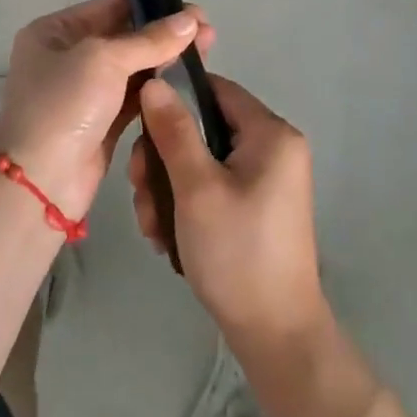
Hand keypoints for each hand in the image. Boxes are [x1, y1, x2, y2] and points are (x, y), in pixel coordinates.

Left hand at [0, 0, 214, 219]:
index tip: (193, 10)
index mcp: (55, 31)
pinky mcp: (101, 122)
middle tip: (207, 32)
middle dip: (165, 33)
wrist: (41, 184)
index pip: (110, 6)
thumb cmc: (65, 106)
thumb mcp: (104, 60)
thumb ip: (150, 40)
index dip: (152, 4)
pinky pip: (135, 96)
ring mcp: (84, 92)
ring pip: (133, 67)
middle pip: (125, 36)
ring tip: (206, 52)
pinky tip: (188, 81)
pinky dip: (158, 88)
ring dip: (166, 60)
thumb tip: (191, 20)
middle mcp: (67, 56)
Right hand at [129, 74, 326, 346]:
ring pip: (202, 161)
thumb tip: (155, 82)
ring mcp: (266, 180)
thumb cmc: (237, 253)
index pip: (215, 90)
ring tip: (152, 227)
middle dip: (164, 160)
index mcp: (271, 133)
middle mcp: (273, 148)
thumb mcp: (197, 188)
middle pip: (204, 129)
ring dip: (168, 189)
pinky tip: (166, 237)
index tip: (140, 129)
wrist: (275, 335)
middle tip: (140, 192)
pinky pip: (213, 186)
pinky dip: (186, 205)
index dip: (174, 101)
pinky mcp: (255, 207)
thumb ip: (174, 131)